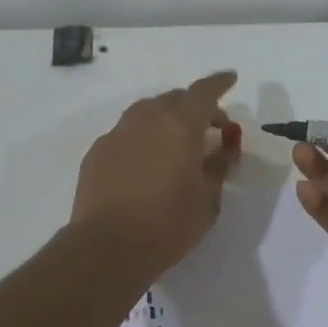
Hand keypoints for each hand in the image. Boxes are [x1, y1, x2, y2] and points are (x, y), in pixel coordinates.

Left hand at [69, 72, 239, 279]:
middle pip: (174, 98)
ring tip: (177, 142)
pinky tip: (147, 162)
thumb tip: (222, 150)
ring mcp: (117, 134)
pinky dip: (143, 138)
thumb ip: (218, 168)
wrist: (107, 247)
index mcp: (180, 126)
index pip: (204, 92)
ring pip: (147, 112)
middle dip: (195, 106)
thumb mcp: (207, 201)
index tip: (231, 79)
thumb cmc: (167, 225)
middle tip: (209, 128)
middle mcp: (146, 120)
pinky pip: (126, 133)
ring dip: (166, 118)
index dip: (219, 83)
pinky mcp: (97, 152)